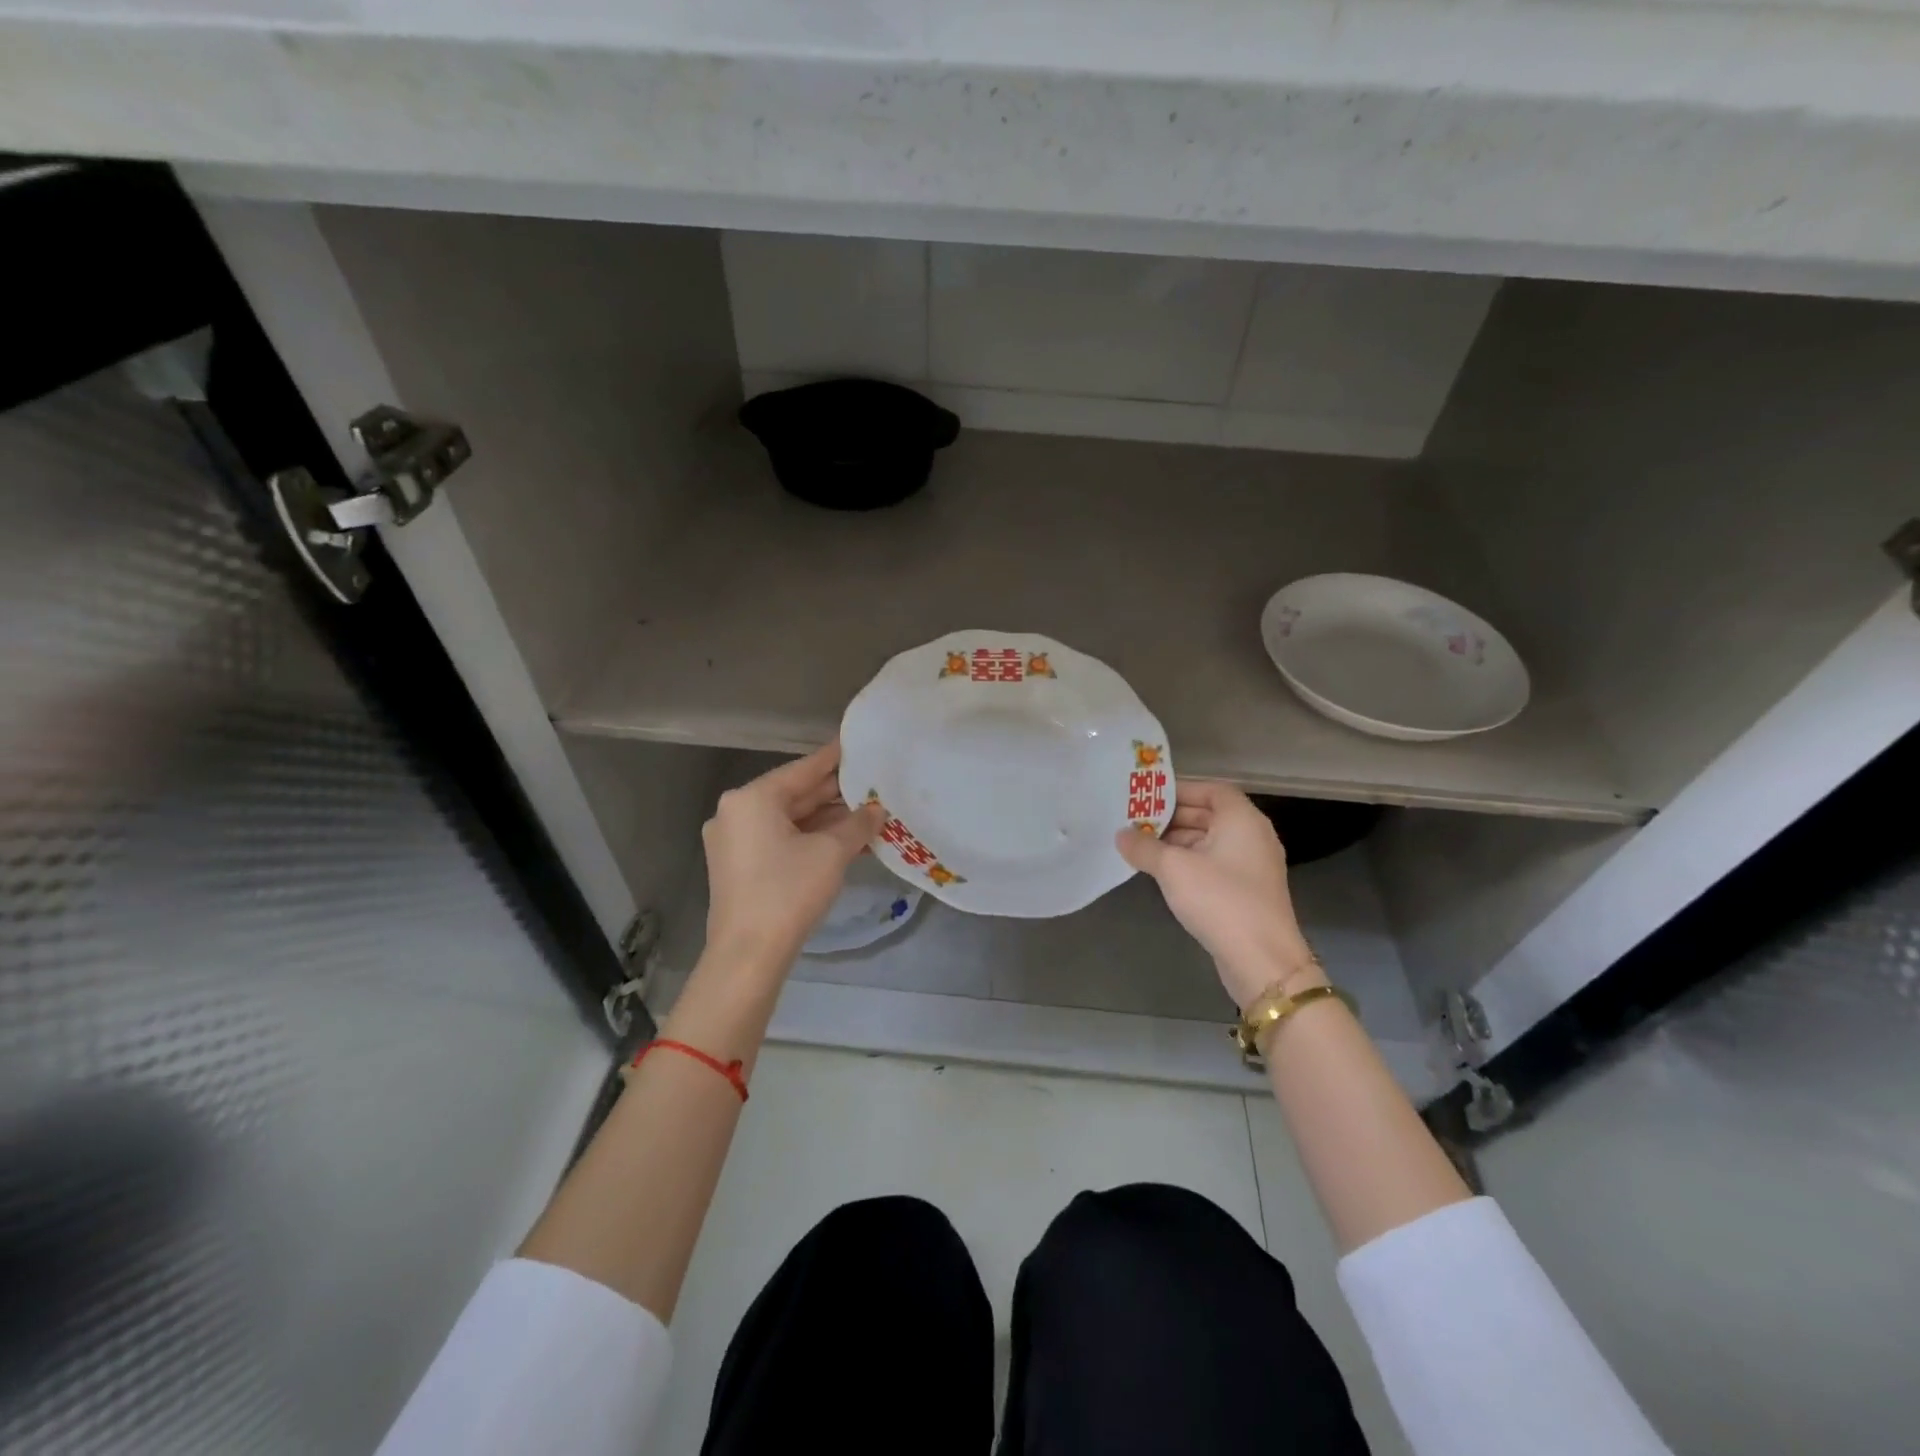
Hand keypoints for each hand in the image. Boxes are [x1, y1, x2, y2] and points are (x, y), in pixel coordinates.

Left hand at [702, 742, 884, 974]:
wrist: (748, 955)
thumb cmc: (788, 891)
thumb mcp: (832, 852)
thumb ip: (857, 824)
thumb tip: (877, 810)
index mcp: (752, 798)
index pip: (803, 769)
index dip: (834, 758)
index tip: (857, 743)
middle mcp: (736, 812)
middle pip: (794, 794)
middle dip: (834, 794)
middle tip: (871, 783)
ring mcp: (733, 841)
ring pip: (788, 820)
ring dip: (825, 819)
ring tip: (866, 814)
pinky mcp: (737, 866)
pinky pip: (778, 840)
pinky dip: (809, 838)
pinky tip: (843, 841)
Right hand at [1116, 781, 1323, 1009]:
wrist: (1261, 960)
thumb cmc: (1219, 900)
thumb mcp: (1173, 869)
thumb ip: (1144, 847)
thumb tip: (1121, 835)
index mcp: (1242, 819)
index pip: (1212, 789)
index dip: (1180, 790)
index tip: (1148, 797)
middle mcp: (1253, 836)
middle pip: (1210, 814)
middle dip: (1173, 817)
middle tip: (1136, 822)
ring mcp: (1252, 865)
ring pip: (1210, 840)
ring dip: (1178, 841)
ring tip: (1142, 847)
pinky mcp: (1247, 890)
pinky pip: (1215, 863)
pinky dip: (1190, 862)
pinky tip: (1163, 873)